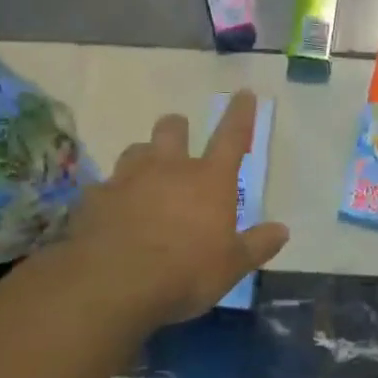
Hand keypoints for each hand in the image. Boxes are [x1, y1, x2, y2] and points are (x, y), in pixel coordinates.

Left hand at [57, 91, 288, 330]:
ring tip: (146, 174)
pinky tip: (112, 211)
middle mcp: (169, 169)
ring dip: (144, 157)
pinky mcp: (95, 199)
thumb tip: (282, 230)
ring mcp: (127, 179)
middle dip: (177, 128)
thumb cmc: (186, 272)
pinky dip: (112, 194)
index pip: (231, 137)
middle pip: (172, 130)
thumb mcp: (232, 266)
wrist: (113, 283)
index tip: (243, 93)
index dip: (240, 114)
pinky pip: (105, 186)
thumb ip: (257, 245)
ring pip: (135, 150)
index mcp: (209, 180)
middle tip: (180, 137)